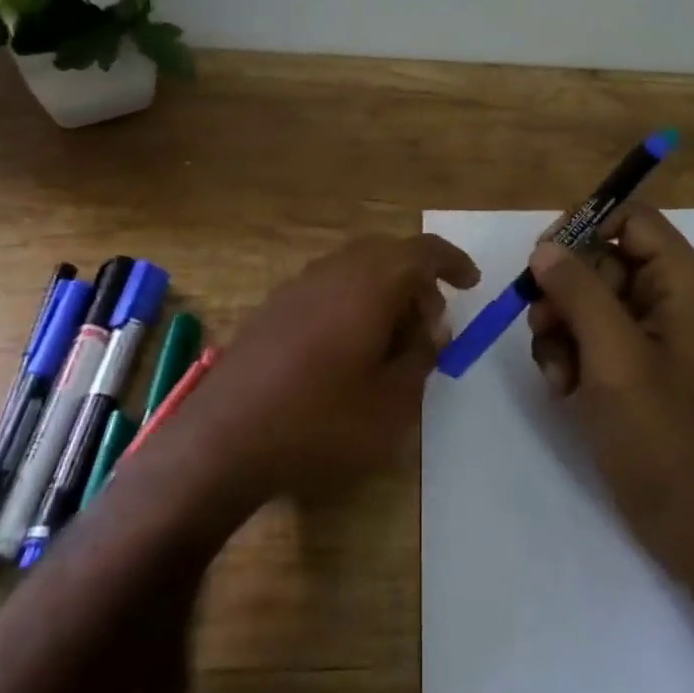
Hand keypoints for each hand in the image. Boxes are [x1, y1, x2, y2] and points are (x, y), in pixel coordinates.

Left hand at [179, 233, 478, 503]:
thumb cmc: (320, 422)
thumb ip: (420, 357)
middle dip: (416, 281)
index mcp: (368, 284)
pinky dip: (352, 303)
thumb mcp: (392, 402)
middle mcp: (331, 272)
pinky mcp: (272, 310)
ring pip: (354, 270)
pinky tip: (350, 349)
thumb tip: (429, 328)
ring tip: (393, 342)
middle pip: (386, 254)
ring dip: (384, 292)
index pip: (421, 251)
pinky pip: (327, 288)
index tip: (471, 284)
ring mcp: (296, 288)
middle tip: (431, 325)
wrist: (222, 441)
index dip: (451, 262)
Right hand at [526, 204, 693, 564]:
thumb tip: (546, 247)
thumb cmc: (661, 432)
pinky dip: (566, 354)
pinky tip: (563, 389)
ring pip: (584, 299)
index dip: (584, 228)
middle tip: (543, 323)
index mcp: (683, 283)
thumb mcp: (614, 354)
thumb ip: (579, 291)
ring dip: (558, 329)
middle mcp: (668, 297)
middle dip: (563, 292)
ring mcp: (648, 333)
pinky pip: (585, 335)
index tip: (542, 256)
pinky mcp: (630, 364)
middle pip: (600, 260)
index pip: (631, 219)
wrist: (691, 519)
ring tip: (558, 372)